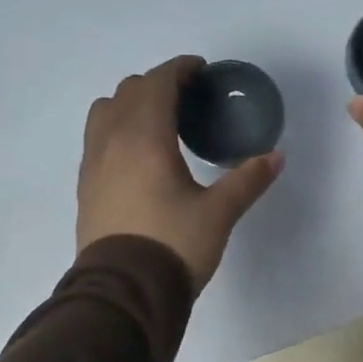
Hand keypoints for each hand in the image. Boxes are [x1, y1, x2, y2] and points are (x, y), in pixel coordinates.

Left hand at [77, 56, 284, 287]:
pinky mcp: (86, 187)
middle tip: (187, 98)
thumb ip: (247, 180)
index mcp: (144, 137)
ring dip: (130, 104)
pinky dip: (117, 129)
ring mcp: (93, 163)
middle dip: (157, 85)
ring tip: (157, 122)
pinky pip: (97, 139)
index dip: (179, 69)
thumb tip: (276, 157)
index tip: (201, 71)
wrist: (124, 292)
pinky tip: (138, 156)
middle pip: (128, 91)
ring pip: (105, 112)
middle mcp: (111, 141)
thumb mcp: (219, 212)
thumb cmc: (173, 245)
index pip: (157, 83)